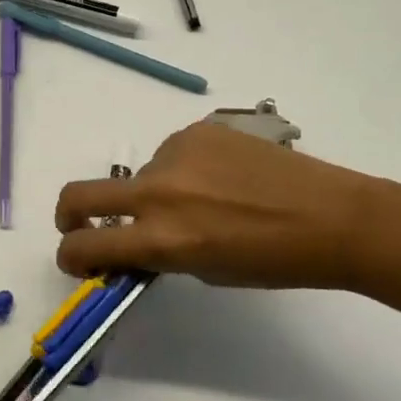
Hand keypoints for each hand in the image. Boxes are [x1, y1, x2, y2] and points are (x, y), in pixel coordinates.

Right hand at [55, 122, 378, 289]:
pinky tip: (221, 178)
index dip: (71, 257)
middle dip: (70, 216)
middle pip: (79, 195)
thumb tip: (135, 240)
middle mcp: (158, 190)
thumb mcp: (205, 270)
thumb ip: (160, 254)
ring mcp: (176, 153)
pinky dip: (181, 170)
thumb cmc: (273, 261)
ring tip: (203, 200)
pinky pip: (170, 154)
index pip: (84, 246)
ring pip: (139, 174)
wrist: (330, 216)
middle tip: (85, 226)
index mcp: (162, 237)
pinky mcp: (197, 130)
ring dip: (151, 192)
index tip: (80, 260)